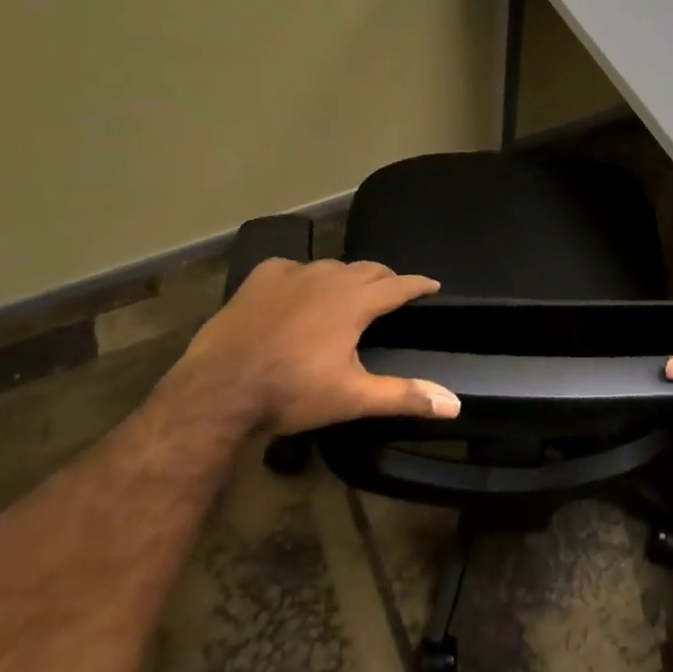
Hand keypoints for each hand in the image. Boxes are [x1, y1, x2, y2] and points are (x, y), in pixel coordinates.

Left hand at [178, 258, 460, 434]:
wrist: (217, 391)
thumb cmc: (291, 392)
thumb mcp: (353, 398)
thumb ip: (405, 396)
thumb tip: (455, 404)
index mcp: (355, 302)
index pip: (399, 285)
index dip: (419, 285)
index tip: (434, 286)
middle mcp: (328, 278)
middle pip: (368, 269)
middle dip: (386, 279)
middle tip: (393, 293)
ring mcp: (291, 274)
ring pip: (331, 267)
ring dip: (346, 278)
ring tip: (349, 294)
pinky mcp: (259, 279)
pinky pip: (291, 268)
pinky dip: (303, 277)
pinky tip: (297, 292)